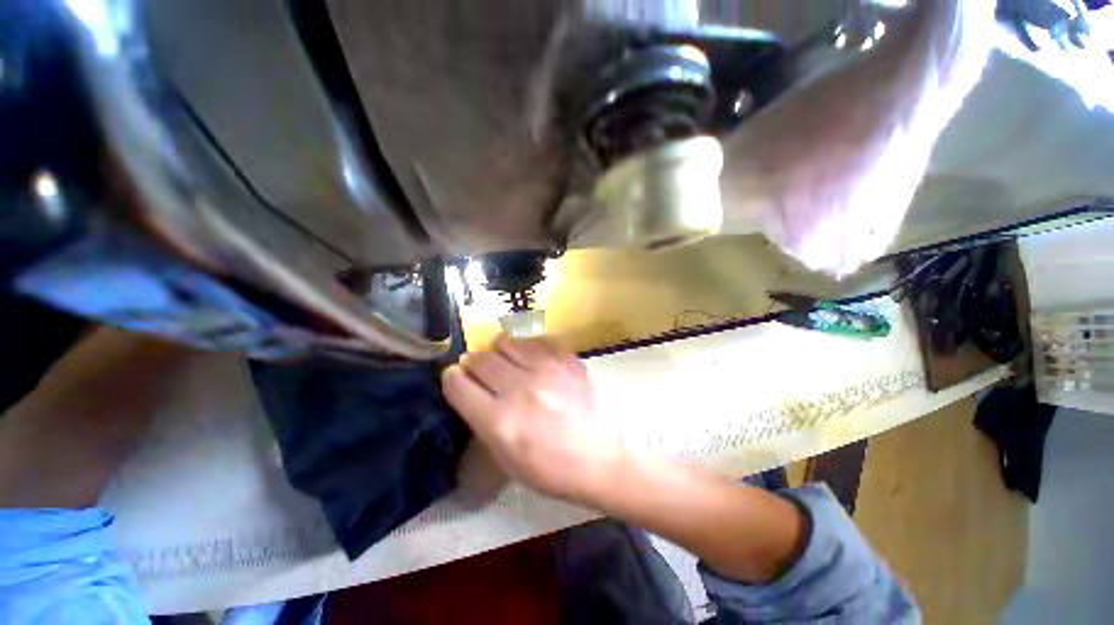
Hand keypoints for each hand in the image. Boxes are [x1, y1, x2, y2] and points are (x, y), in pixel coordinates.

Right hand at [442, 335, 622, 503]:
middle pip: (481, 359)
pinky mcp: (567, 361)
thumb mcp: (507, 460)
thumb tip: (471, 391)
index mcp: (500, 421)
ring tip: (503, 360)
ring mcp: (547, 370)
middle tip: (478, 369)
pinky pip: (538, 341)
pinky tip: (531, 358)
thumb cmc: (552, 469)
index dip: (452, 378)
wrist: (601, 458)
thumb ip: (484, 422)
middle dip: (473, 362)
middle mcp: (520, 390)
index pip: (458, 385)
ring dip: (498, 350)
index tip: (455, 377)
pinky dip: (527, 347)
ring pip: (507, 343)